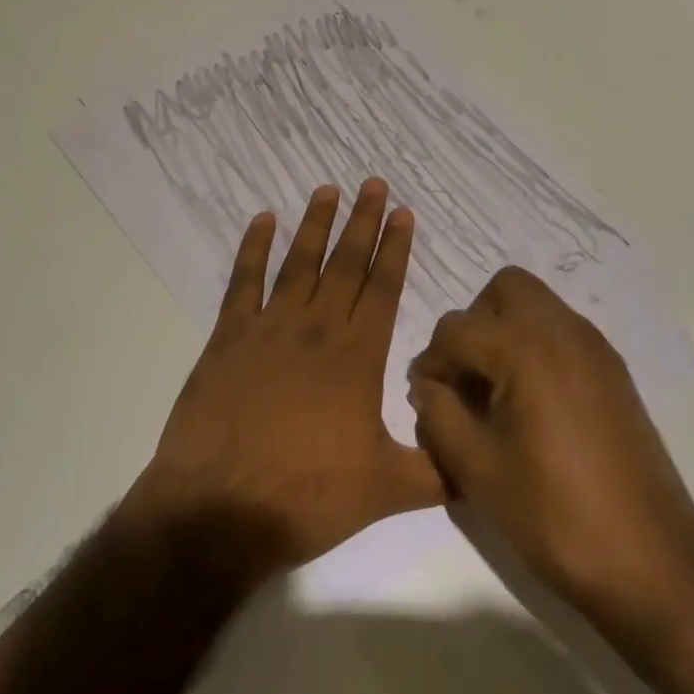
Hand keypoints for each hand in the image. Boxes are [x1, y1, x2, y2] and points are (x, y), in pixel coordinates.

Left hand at [124, 180, 443, 579]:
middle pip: (346, 264)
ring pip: (300, 263)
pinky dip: (253, 248)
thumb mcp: (385, 491)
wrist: (220, 509)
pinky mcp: (229, 337)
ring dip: (316, 224)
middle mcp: (317, 329)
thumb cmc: (307, 497)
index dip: (395, 249)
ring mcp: (270, 328)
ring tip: (328, 189)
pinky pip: (244, 282)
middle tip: (374, 184)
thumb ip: (433, 471)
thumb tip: (473, 461)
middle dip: (363, 221)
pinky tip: (262, 220)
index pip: (383, 289)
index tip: (403, 214)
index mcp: (358, 357)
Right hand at [408, 267, 693, 636]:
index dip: (431, 362)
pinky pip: (562, 330)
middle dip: (474, 323)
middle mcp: (562, 329)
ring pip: (536, 304)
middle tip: (466, 377)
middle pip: (503, 289)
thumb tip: (428, 387)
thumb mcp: (479, 471)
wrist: (653, 562)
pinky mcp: (613, 369)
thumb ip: (439, 416)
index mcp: (525, 348)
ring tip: (496, 392)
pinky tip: (533, 405)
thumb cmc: (556, 515)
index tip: (426, 400)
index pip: (456, 329)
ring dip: (505, 331)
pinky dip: (536, 347)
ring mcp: (594, 346)